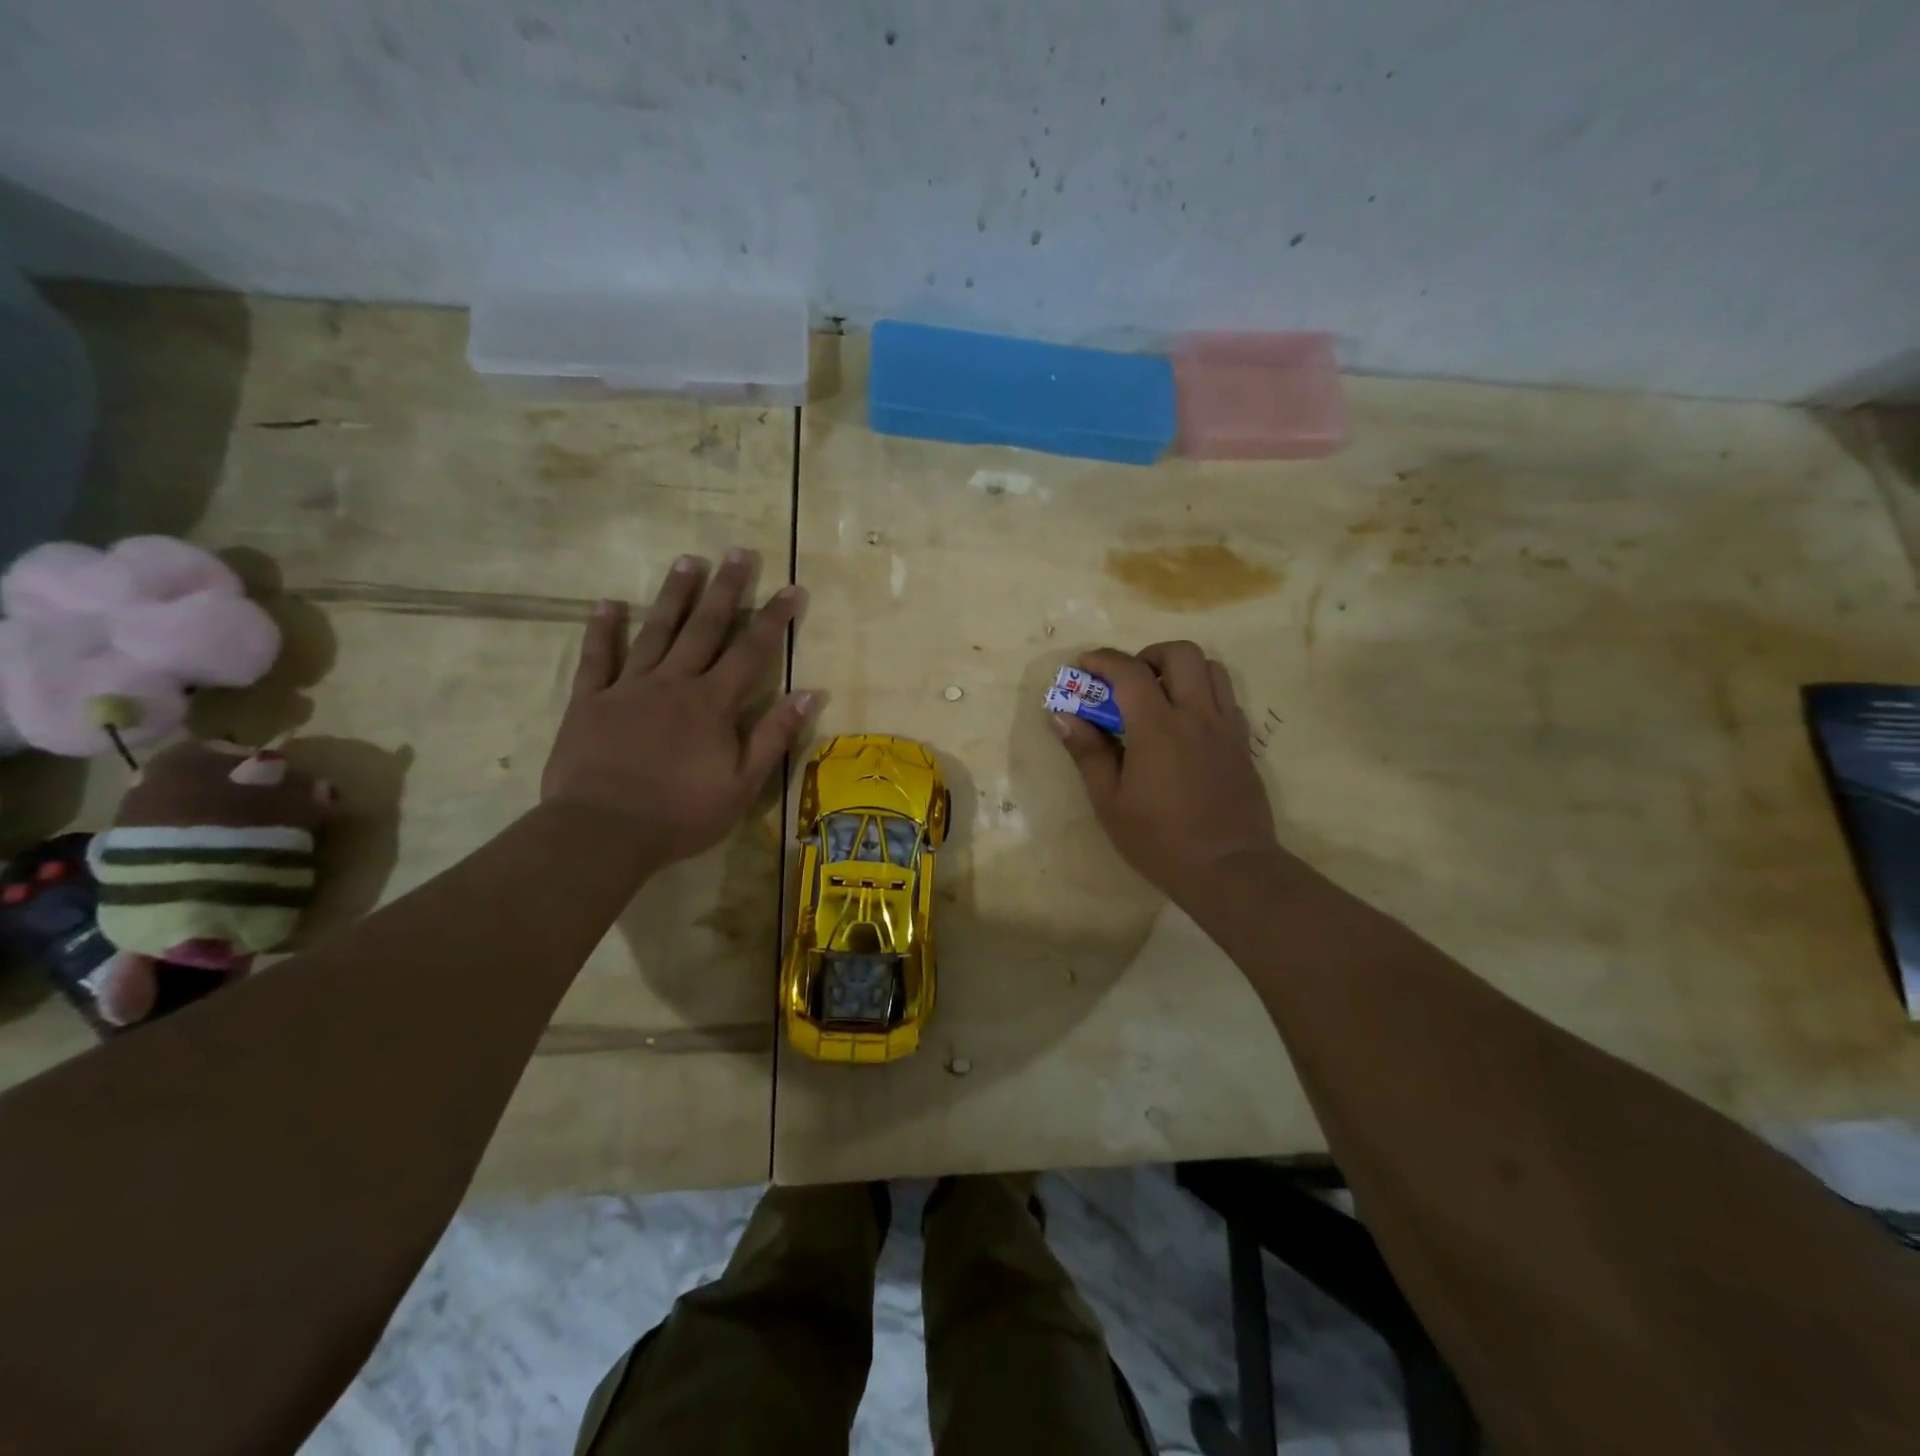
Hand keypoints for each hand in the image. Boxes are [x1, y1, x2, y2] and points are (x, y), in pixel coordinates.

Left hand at [541, 549, 813, 864]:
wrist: (603, 831)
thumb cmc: (682, 813)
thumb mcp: (743, 784)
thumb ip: (774, 735)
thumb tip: (809, 693)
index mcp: (713, 703)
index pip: (752, 651)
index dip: (775, 618)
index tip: (792, 588)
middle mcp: (674, 682)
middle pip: (705, 628)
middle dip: (726, 589)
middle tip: (738, 552)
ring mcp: (629, 688)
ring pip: (656, 631)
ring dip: (674, 595)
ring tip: (687, 560)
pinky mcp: (590, 701)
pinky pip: (597, 658)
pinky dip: (602, 630)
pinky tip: (608, 603)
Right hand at [1051, 642, 1280, 905]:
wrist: (1229, 869)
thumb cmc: (1160, 840)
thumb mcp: (1110, 802)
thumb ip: (1088, 753)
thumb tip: (1062, 716)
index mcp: (1158, 727)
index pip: (1129, 671)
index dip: (1103, 660)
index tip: (1084, 665)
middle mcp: (1196, 715)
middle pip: (1182, 653)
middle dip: (1149, 655)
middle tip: (1129, 681)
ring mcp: (1225, 727)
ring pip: (1212, 668)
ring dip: (1182, 670)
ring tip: (1160, 697)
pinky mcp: (1243, 743)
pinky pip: (1226, 698)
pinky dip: (1203, 694)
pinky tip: (1186, 725)